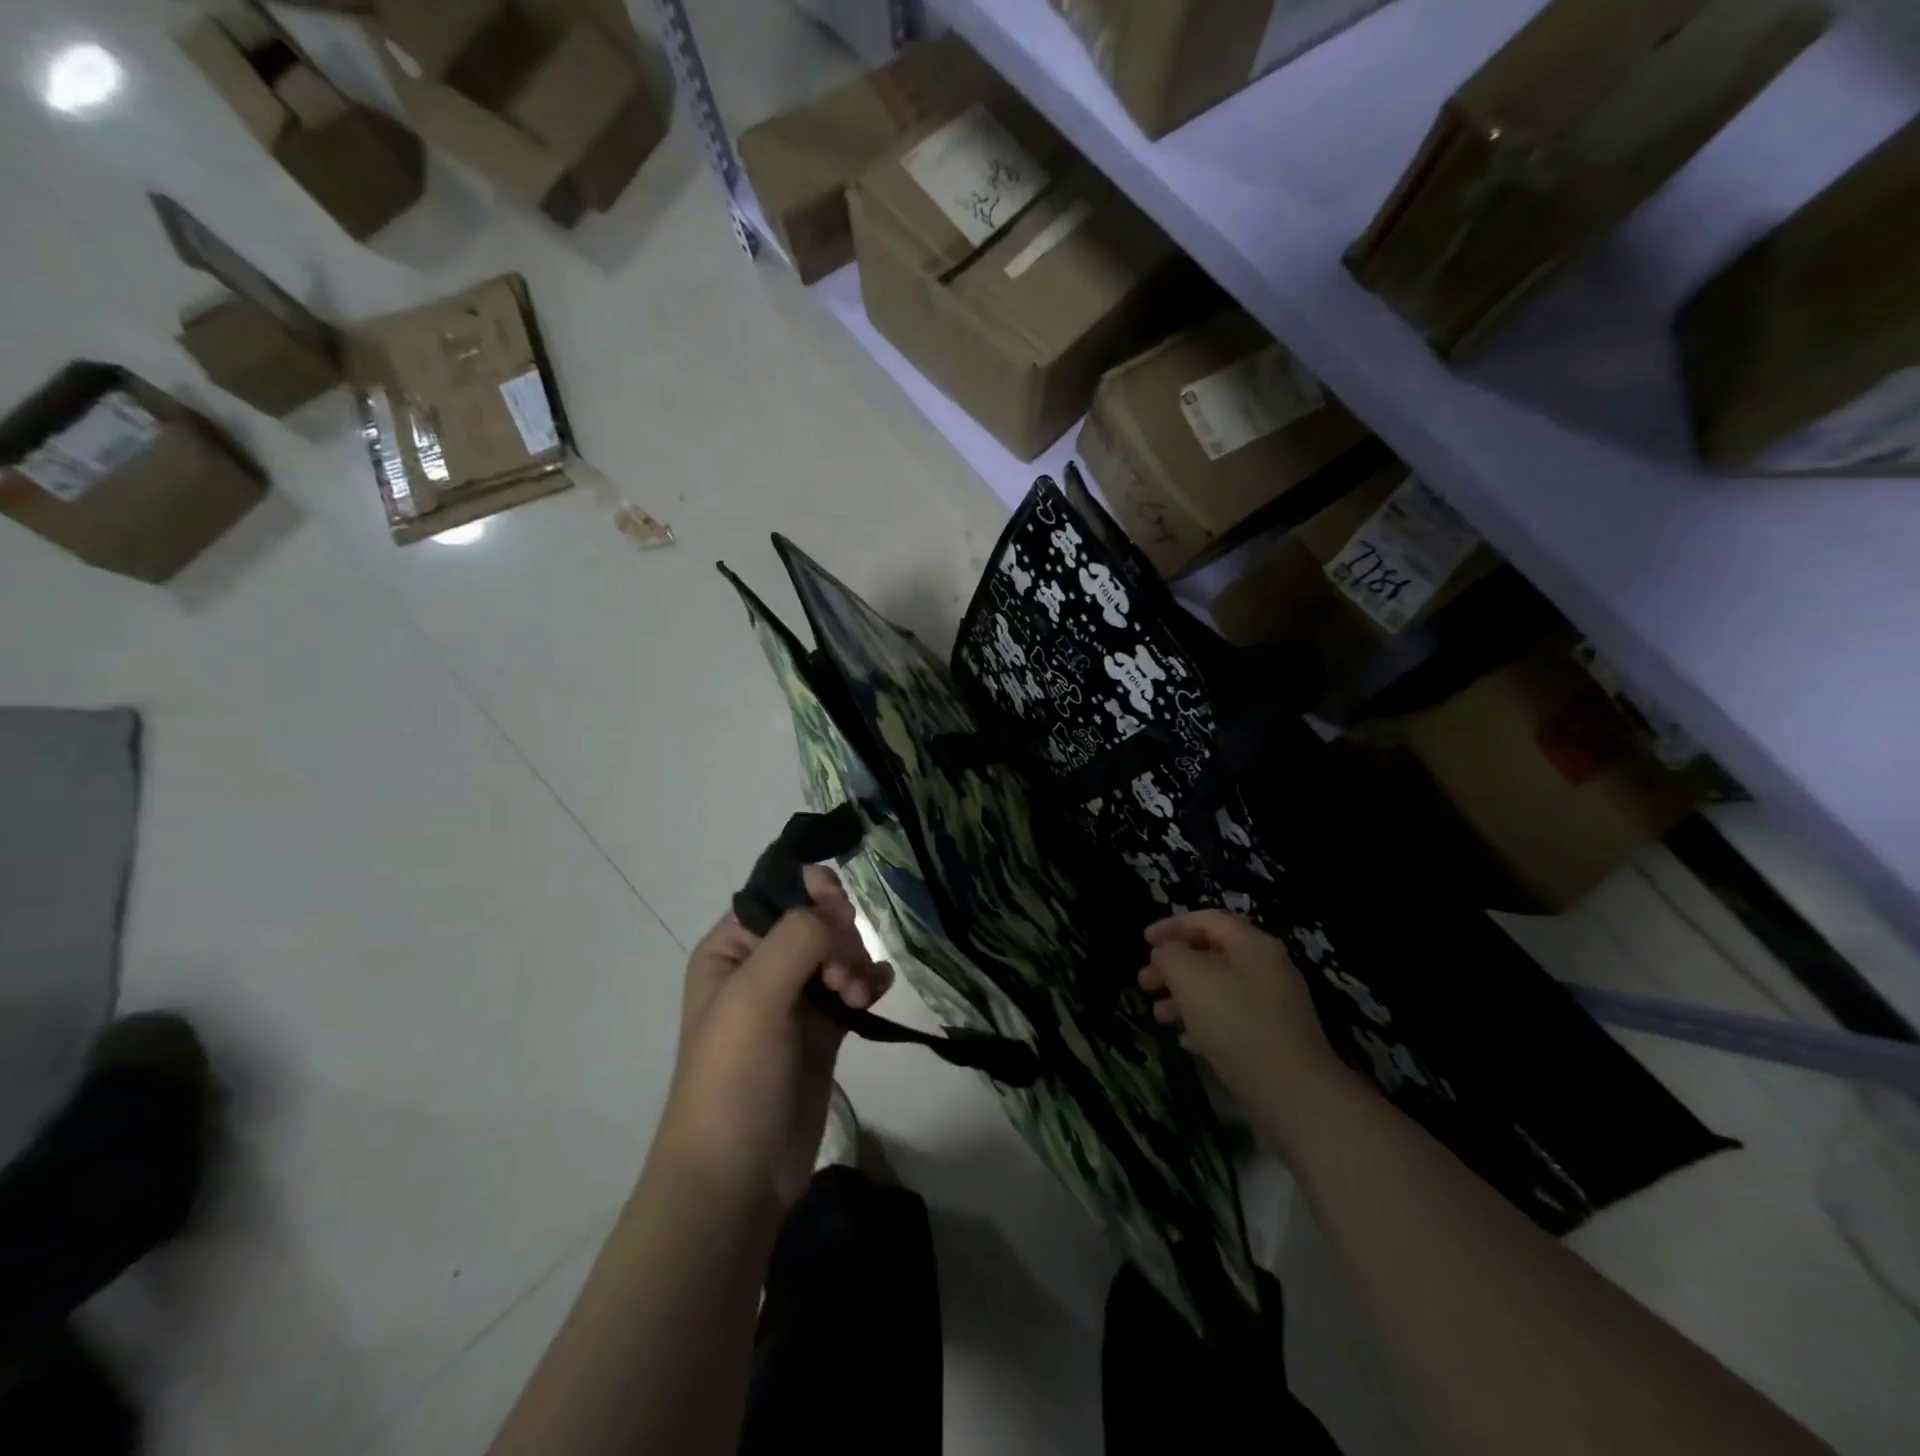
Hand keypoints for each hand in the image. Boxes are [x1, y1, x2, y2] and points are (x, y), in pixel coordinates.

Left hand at [652, 868, 892, 1211]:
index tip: (841, 915)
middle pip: (816, 922)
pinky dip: (869, 983)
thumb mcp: (754, 997)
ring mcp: (792, 1000)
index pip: (779, 895)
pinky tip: (877, 994)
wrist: (736, 1179)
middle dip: (839, 939)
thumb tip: (834, 907)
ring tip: (858, 998)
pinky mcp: (820, 1032)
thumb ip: (796, 938)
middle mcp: (760, 967)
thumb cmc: (734, 1079)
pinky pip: (852, 988)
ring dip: (857, 963)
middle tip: (842, 977)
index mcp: (731, 949)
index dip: (814, 896)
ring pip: (838, 953)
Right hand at [1139, 910, 1350, 1136]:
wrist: (1294, 1094)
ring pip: (1218, 990)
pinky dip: (1204, 1024)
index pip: (1207, 920)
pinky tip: (1186, 1041)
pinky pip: (1231, 1021)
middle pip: (1211, 955)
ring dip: (1183, 997)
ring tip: (1158, 1015)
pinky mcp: (1273, 1041)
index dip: (1172, 925)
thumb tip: (1166, 953)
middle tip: (1144, 982)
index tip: (1143, 941)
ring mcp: (1274, 1007)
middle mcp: (1267, 969)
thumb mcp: (1191, 977)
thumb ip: (1171, 955)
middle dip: (1173, 966)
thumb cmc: (1237, 1023)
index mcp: (1252, 945)